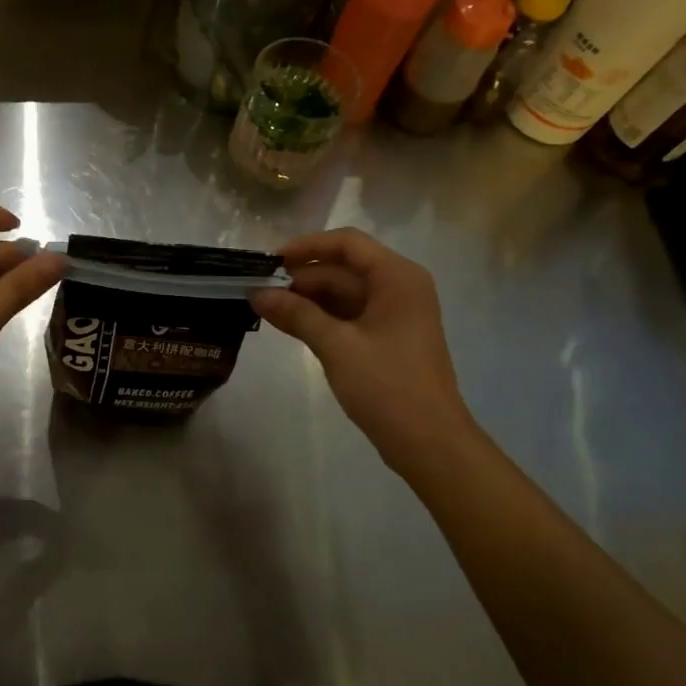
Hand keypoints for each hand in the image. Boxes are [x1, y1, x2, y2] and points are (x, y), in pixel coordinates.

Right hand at [251, 228, 475, 468]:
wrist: (428, 442)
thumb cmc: (387, 386)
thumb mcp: (337, 346)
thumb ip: (297, 314)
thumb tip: (257, 293)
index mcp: (397, 277)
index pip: (347, 243)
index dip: (307, 247)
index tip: (271, 262)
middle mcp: (399, 287)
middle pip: (343, 269)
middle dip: (302, 278)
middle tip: (260, 291)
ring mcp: (394, 314)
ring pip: (344, 293)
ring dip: (308, 299)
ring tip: (267, 308)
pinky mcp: (387, 338)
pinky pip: (349, 315)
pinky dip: (321, 318)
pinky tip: (290, 325)